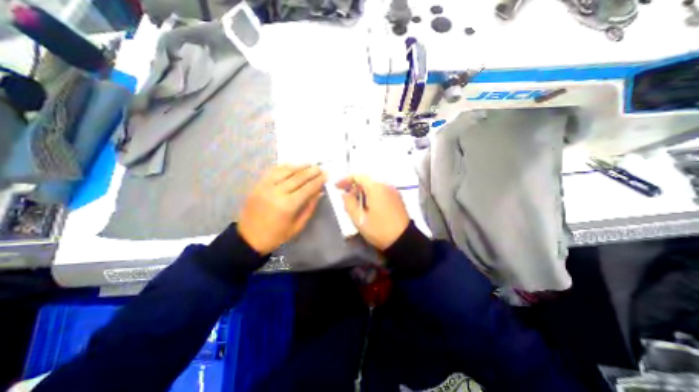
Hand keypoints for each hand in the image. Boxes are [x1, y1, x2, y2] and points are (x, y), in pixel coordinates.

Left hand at [238, 163, 325, 253]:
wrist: (248, 238)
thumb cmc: (276, 236)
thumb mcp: (297, 226)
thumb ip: (309, 208)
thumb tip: (319, 192)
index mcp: (288, 205)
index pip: (308, 188)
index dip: (318, 180)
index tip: (327, 175)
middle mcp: (277, 192)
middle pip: (298, 177)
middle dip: (311, 171)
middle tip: (321, 167)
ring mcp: (266, 186)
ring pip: (286, 171)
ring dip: (299, 166)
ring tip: (310, 164)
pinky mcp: (258, 185)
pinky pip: (273, 171)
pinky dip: (284, 167)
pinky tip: (292, 166)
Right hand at [334, 174, 407, 248]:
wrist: (403, 240)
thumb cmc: (379, 229)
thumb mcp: (359, 219)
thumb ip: (349, 203)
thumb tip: (345, 194)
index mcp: (376, 187)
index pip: (358, 176)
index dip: (345, 180)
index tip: (337, 186)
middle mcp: (386, 185)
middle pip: (367, 180)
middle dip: (354, 186)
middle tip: (345, 197)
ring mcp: (393, 191)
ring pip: (374, 185)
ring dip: (363, 191)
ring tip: (356, 203)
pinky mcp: (397, 198)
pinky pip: (381, 191)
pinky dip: (372, 194)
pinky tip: (368, 205)